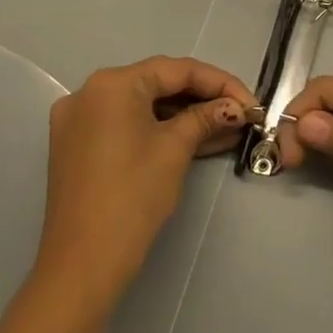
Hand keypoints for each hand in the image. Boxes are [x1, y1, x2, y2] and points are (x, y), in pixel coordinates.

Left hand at [35, 56, 253, 312]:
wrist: (84, 262)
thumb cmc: (133, 195)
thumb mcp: (176, 149)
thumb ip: (206, 117)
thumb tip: (234, 108)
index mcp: (111, 84)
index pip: (177, 70)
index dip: (221, 83)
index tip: (252, 103)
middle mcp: (90, 93)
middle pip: (160, 84)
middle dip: (205, 99)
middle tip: (242, 114)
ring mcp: (81, 122)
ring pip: (146, 107)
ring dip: (187, 117)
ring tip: (229, 129)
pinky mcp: (80, 147)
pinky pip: (129, 126)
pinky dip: (162, 131)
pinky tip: (200, 140)